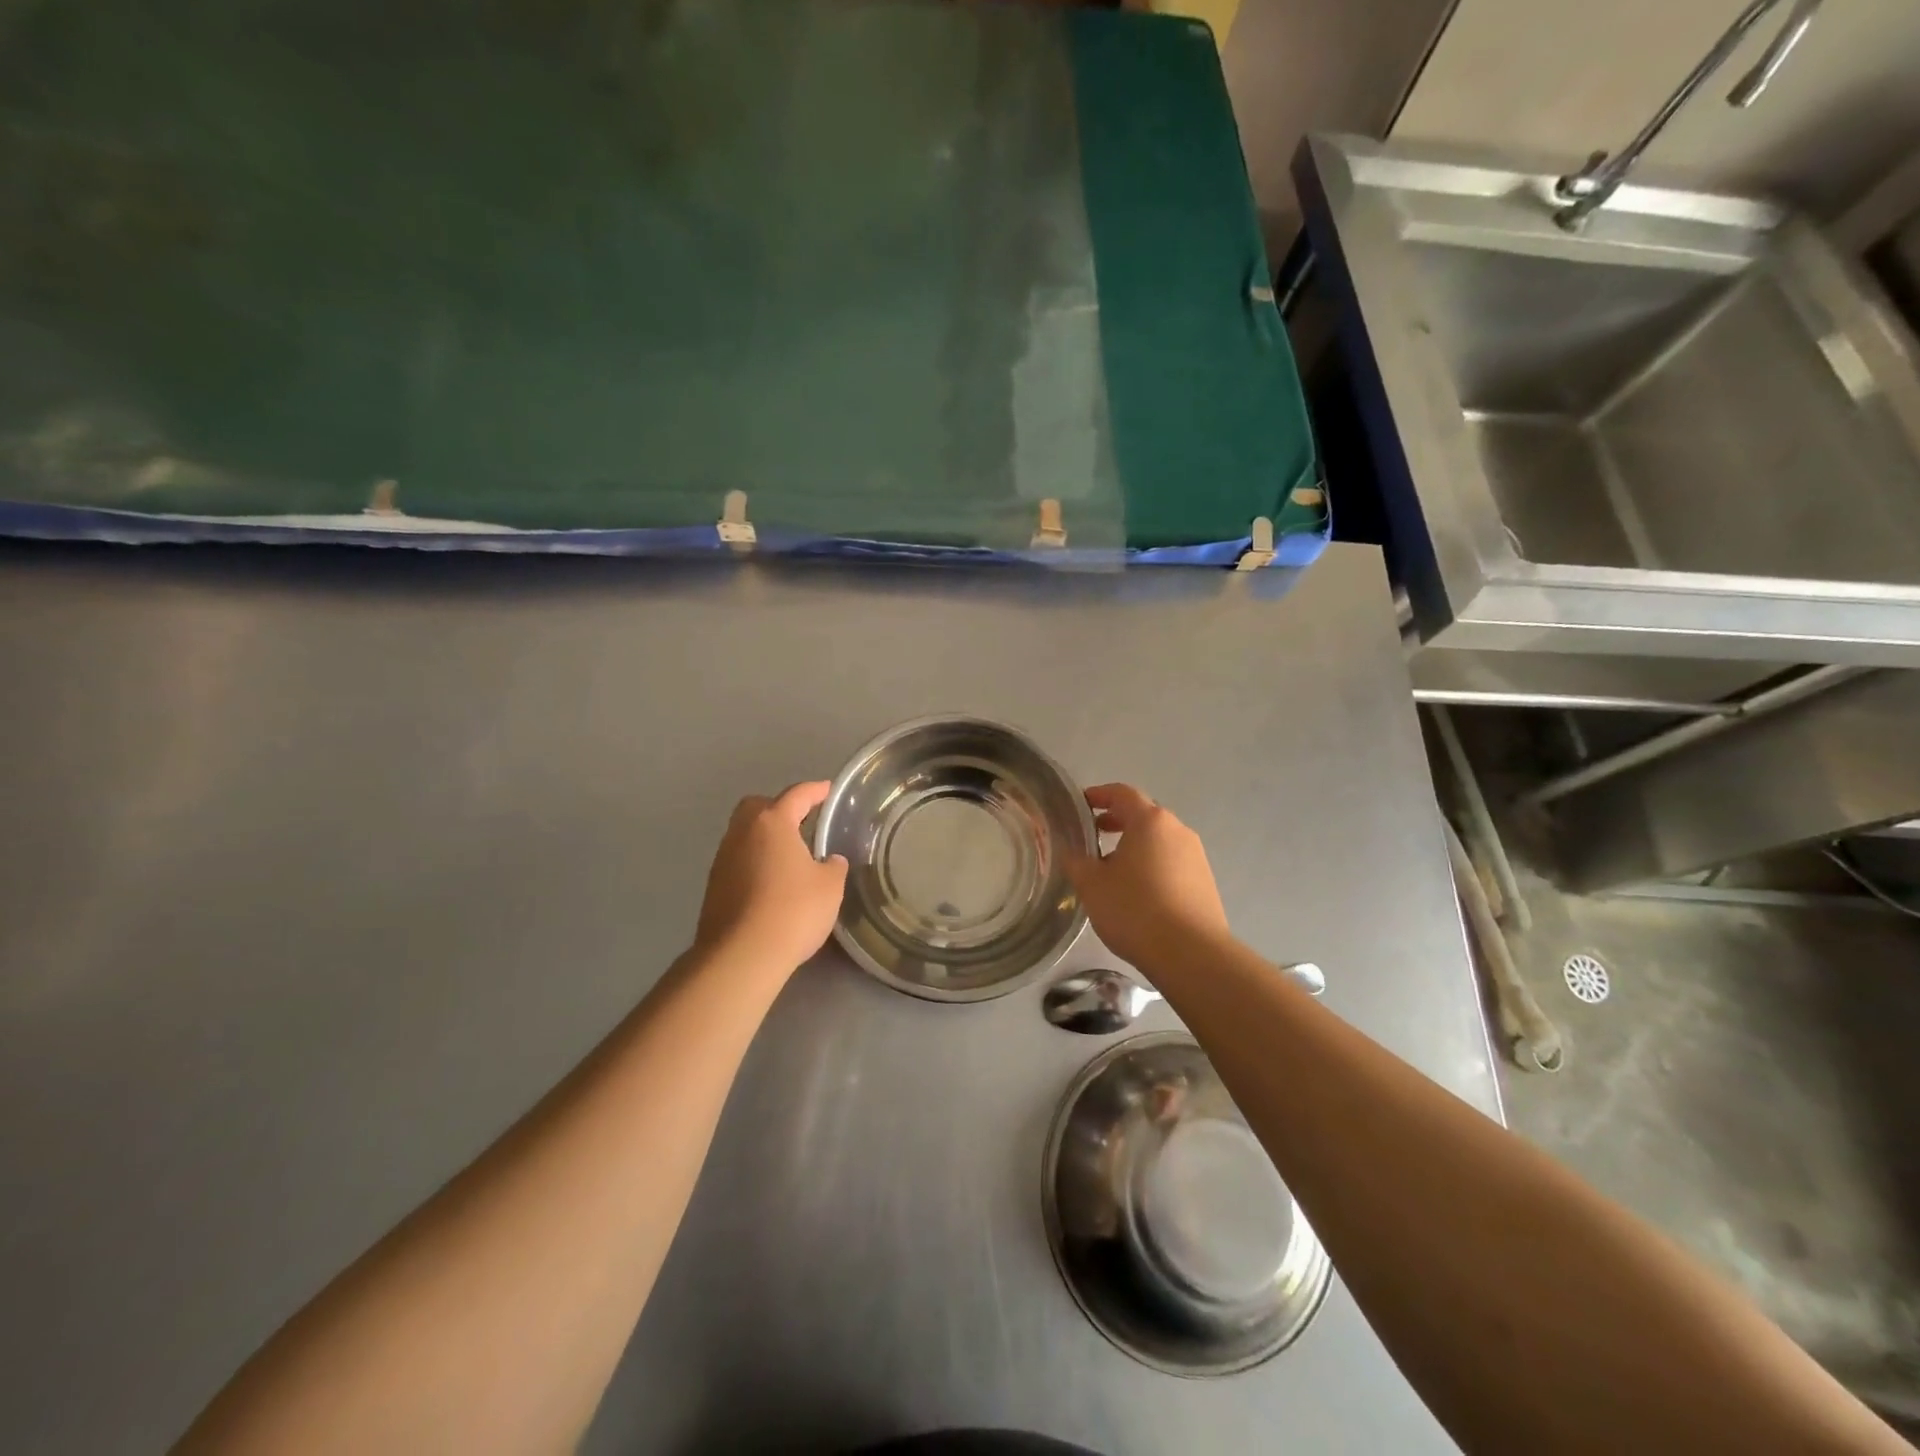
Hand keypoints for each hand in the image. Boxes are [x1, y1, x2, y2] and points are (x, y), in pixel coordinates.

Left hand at [695, 781, 848, 973]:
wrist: (741, 956)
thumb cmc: (793, 910)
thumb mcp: (829, 887)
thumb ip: (832, 867)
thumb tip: (828, 861)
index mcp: (772, 823)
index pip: (796, 795)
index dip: (815, 791)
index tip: (827, 790)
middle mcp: (741, 833)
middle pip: (758, 807)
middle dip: (779, 808)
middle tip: (801, 821)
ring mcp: (722, 860)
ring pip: (744, 835)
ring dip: (765, 838)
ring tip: (789, 855)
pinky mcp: (713, 887)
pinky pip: (738, 861)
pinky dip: (754, 863)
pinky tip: (771, 883)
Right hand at [1064, 783, 1229, 969]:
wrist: (1191, 954)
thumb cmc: (1135, 910)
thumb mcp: (1092, 884)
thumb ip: (1076, 861)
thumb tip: (1070, 851)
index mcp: (1150, 821)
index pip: (1122, 793)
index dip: (1099, 795)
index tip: (1081, 804)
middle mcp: (1178, 830)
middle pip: (1144, 815)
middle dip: (1117, 821)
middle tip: (1093, 835)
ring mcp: (1196, 856)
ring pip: (1159, 840)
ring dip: (1135, 845)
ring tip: (1112, 868)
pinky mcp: (1205, 882)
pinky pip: (1172, 862)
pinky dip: (1152, 865)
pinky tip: (1138, 891)